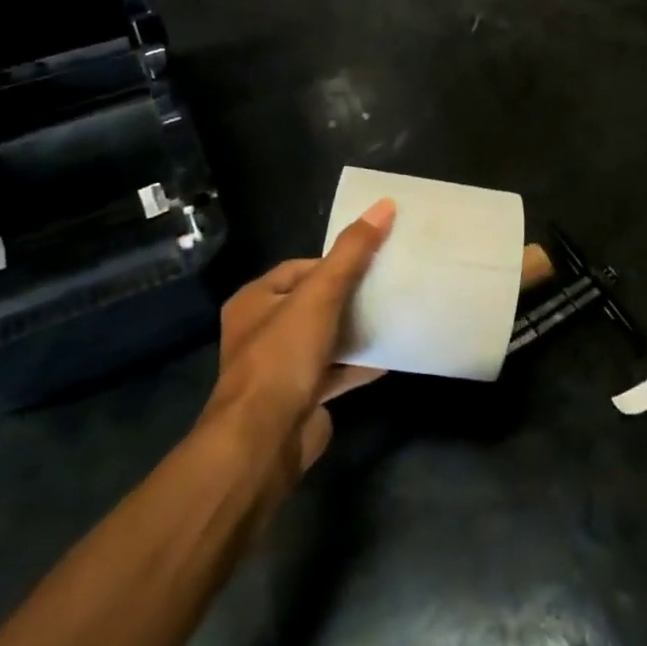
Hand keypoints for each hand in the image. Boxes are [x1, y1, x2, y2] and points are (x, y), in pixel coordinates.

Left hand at [208, 199, 394, 474]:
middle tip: (387, 288)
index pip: (299, 269)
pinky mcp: (299, 397)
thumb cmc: (284, 356)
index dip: (335, 263)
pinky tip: (387, 357)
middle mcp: (261, 331)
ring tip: (391, 316)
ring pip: (324, 338)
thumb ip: (351, 253)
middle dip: (349, 296)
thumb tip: (384, 205)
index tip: (370, 263)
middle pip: (313, 303)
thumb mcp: (320, 295)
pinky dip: (357, 364)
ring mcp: (279, 368)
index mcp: (255, 301)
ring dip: (354, 330)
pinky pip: (333, 371)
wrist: (265, 440)